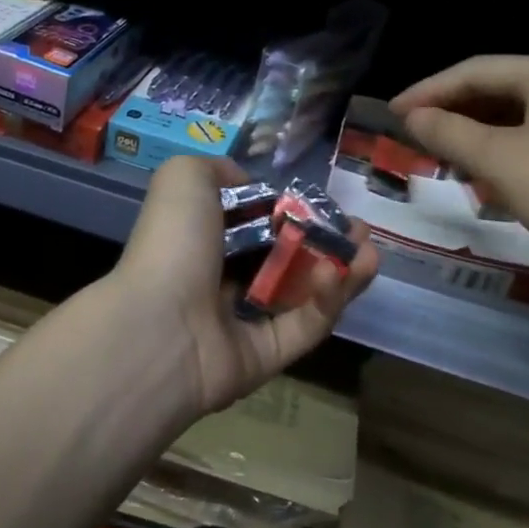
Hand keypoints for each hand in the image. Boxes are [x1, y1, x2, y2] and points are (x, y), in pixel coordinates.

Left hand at [108, 155, 378, 417]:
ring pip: (303, 294)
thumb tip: (247, 183)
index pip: (256, 224)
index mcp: (203, 240)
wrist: (159, 325)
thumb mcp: (184, 178)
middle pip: (286, 259)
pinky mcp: (266, 357)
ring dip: (340, 270)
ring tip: (370, 248)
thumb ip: (218, 170)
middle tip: (360, 229)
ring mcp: (244, 322)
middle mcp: (223, 279)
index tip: (324, 202)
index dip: (292, 212)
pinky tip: (346, 272)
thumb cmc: (173, 243)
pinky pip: (304, 326)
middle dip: (327, 241)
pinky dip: (328, 300)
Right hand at [390, 54, 528, 277]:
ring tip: (437, 153)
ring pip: (513, 117)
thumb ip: (447, 132)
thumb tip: (412, 116)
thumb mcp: (498, 160)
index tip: (391, 113)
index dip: (427, 91)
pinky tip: (481, 175)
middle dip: (451, 112)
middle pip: (495, 90)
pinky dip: (501, 153)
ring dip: (473, 135)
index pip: (474, 70)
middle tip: (411, 134)